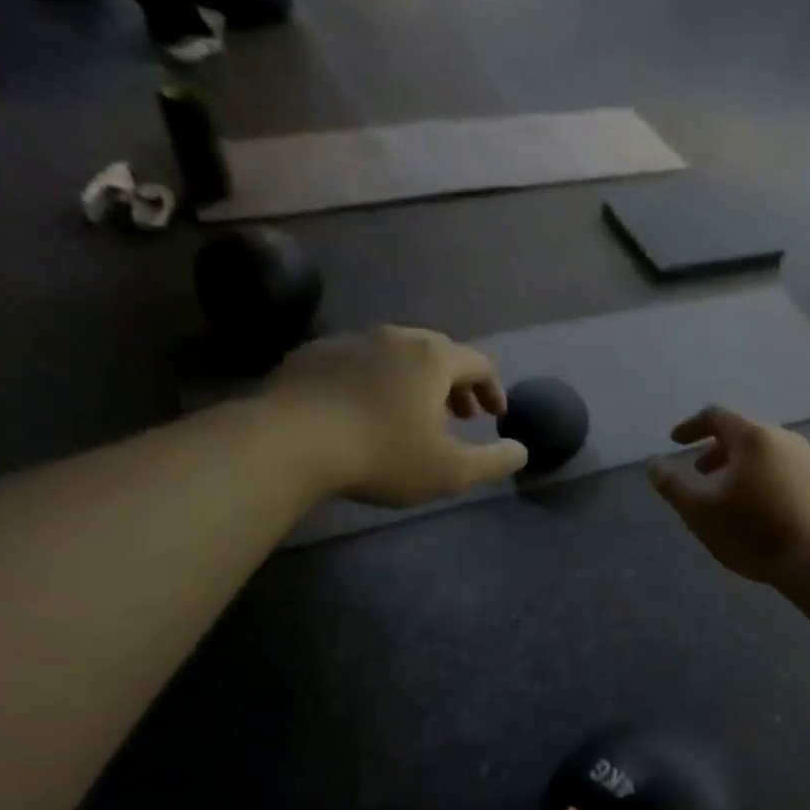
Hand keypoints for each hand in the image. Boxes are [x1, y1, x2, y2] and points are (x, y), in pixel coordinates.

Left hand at [262, 327, 527, 505]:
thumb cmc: (383, 454)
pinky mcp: (312, 355)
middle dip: (455, 384)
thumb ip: (494, 461)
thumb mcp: (451, 471)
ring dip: (413, 382)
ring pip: (395, 356)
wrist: (289, 443)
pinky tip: (361, 412)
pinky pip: (357, 364)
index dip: (494, 389)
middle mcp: (396, 338)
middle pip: (438, 353)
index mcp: (434, 358)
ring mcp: (350, 341)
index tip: (494, 416)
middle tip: (458, 416)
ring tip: (409, 415)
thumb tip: (521, 451)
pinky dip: (373, 382)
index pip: (480, 363)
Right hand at [648, 407, 809, 584]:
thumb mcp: (700, 512)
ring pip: (771, 455)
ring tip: (733, 496)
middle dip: (717, 450)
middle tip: (701, 472)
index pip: (716, 416)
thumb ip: (672, 485)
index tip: (676, 442)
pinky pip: (792, 475)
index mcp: (753, 438)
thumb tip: (653, 463)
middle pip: (745, 435)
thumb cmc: (755, 533)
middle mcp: (787, 440)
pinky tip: (769, 512)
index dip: (691, 427)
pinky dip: (771, 483)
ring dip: (745, 468)